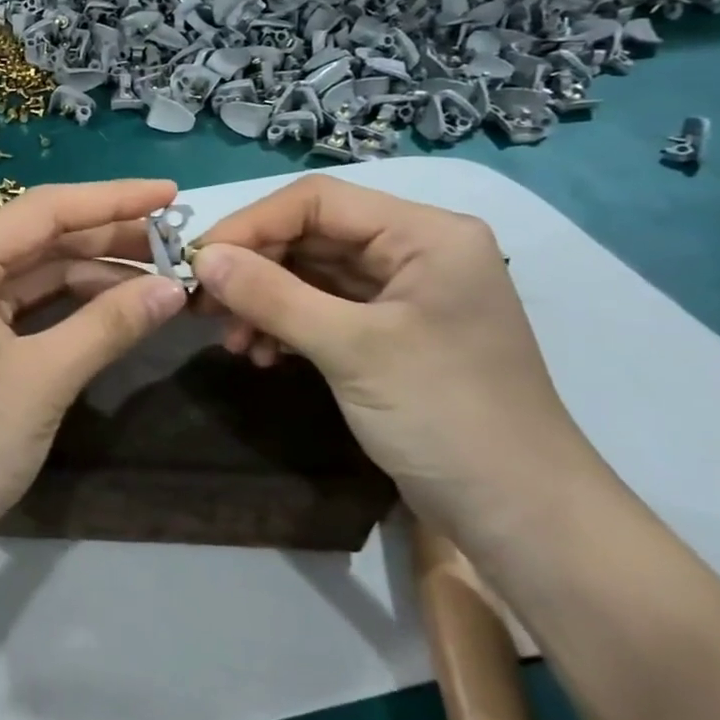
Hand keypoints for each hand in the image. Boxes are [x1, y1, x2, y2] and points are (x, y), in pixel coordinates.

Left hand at [0, 179, 189, 564]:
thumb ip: (109, 325)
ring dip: (90, 278)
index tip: (172, 192)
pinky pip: (17, 309)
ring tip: (158, 283)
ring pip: (29, 276)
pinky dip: (64, 309)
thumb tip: (174, 288)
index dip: (111, 200)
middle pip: (36, 241)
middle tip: (177, 246)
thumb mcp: (42, 380)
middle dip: (106, 242)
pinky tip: (112, 310)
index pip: (41, 211)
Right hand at [190, 175, 612, 549]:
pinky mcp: (389, 333)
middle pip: (310, 236)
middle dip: (253, 269)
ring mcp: (402, 294)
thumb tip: (201, 258)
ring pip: (310, 274)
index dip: (251, 225)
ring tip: (231, 341)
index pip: (318, 201)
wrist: (520, 517)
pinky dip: (285, 326)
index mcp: (425, 235)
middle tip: (202, 305)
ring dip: (263, 302)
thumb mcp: (351, 349)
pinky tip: (261, 355)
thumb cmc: (446, 417)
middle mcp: (415, 251)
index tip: (199, 261)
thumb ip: (271, 296)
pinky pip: (321, 309)